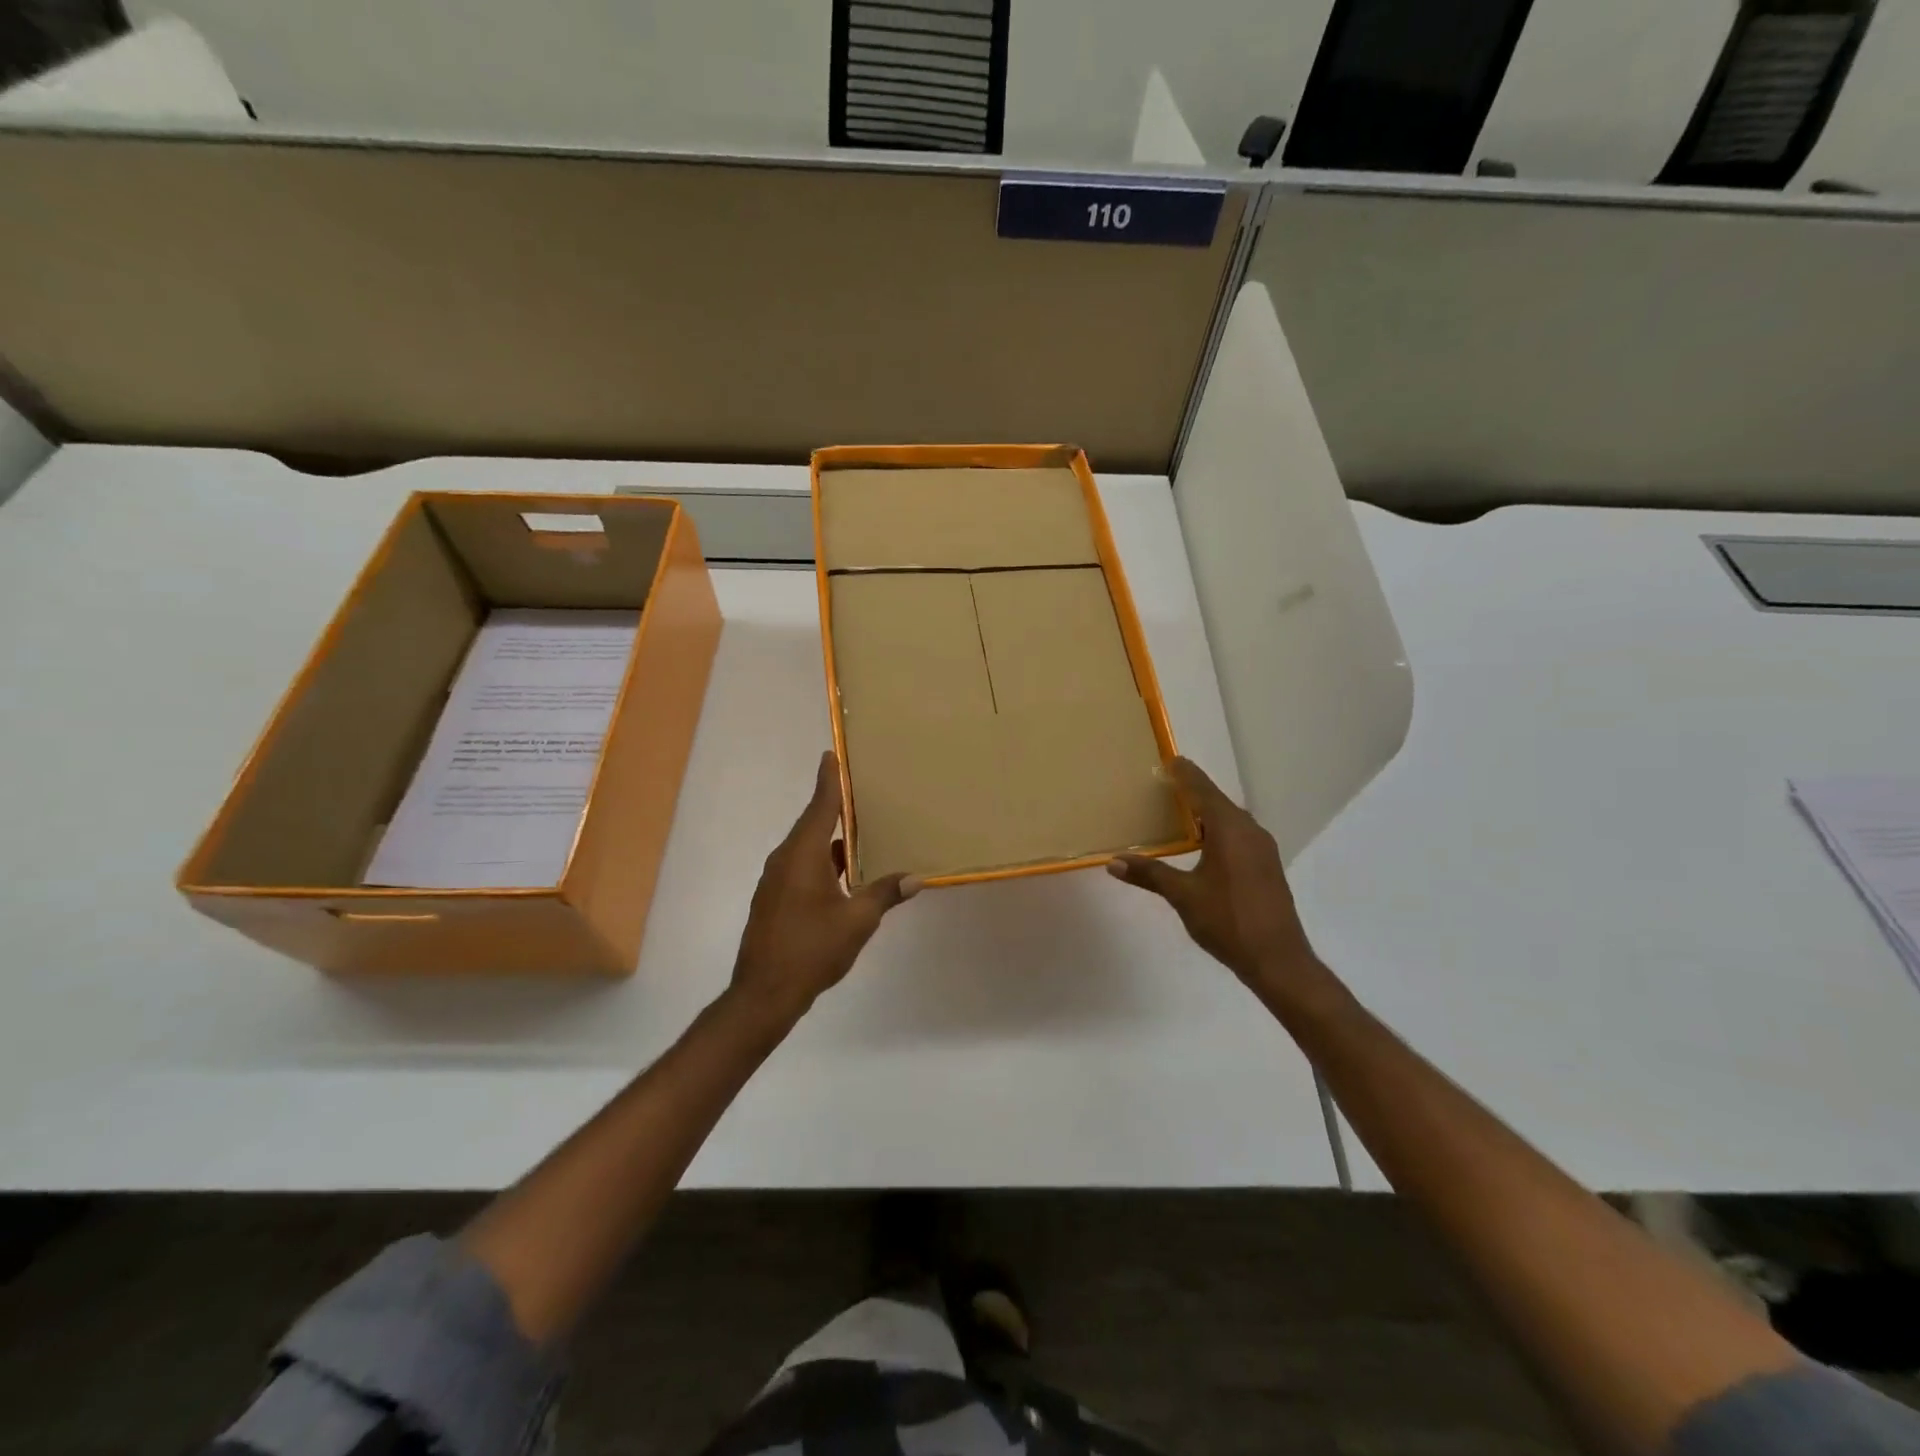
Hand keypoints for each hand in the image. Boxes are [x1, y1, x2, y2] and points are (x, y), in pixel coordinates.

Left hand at [729, 752, 920, 1018]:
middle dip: (835, 806)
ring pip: (808, 848)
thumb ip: (884, 895)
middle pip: (813, 823)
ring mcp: (776, 881)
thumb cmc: (811, 949)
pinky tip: (846, 873)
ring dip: (832, 839)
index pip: (820, 806)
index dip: (828, 780)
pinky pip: (802, 867)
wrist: (763, 994)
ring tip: (862, 831)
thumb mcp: (857, 922)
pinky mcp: (775, 900)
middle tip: (861, 790)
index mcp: (803, 855)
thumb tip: (915, 878)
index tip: (831, 754)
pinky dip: (824, 861)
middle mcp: (785, 860)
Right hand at [1107, 758, 1322, 997]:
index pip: (1202, 790)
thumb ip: (1149, 874)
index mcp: (1230, 829)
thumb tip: (1113, 862)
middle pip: (1217, 801)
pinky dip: (1217, 830)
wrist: (1277, 959)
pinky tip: (1202, 844)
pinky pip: (1238, 835)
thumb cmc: (1228, 920)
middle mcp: (1250, 830)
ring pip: (1229, 819)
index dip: (1184, 774)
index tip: (1168, 759)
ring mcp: (1262, 849)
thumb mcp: (1183, 895)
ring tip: (1178, 812)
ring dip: (1205, 813)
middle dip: (1192, 791)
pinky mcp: (1266, 866)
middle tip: (1165, 785)